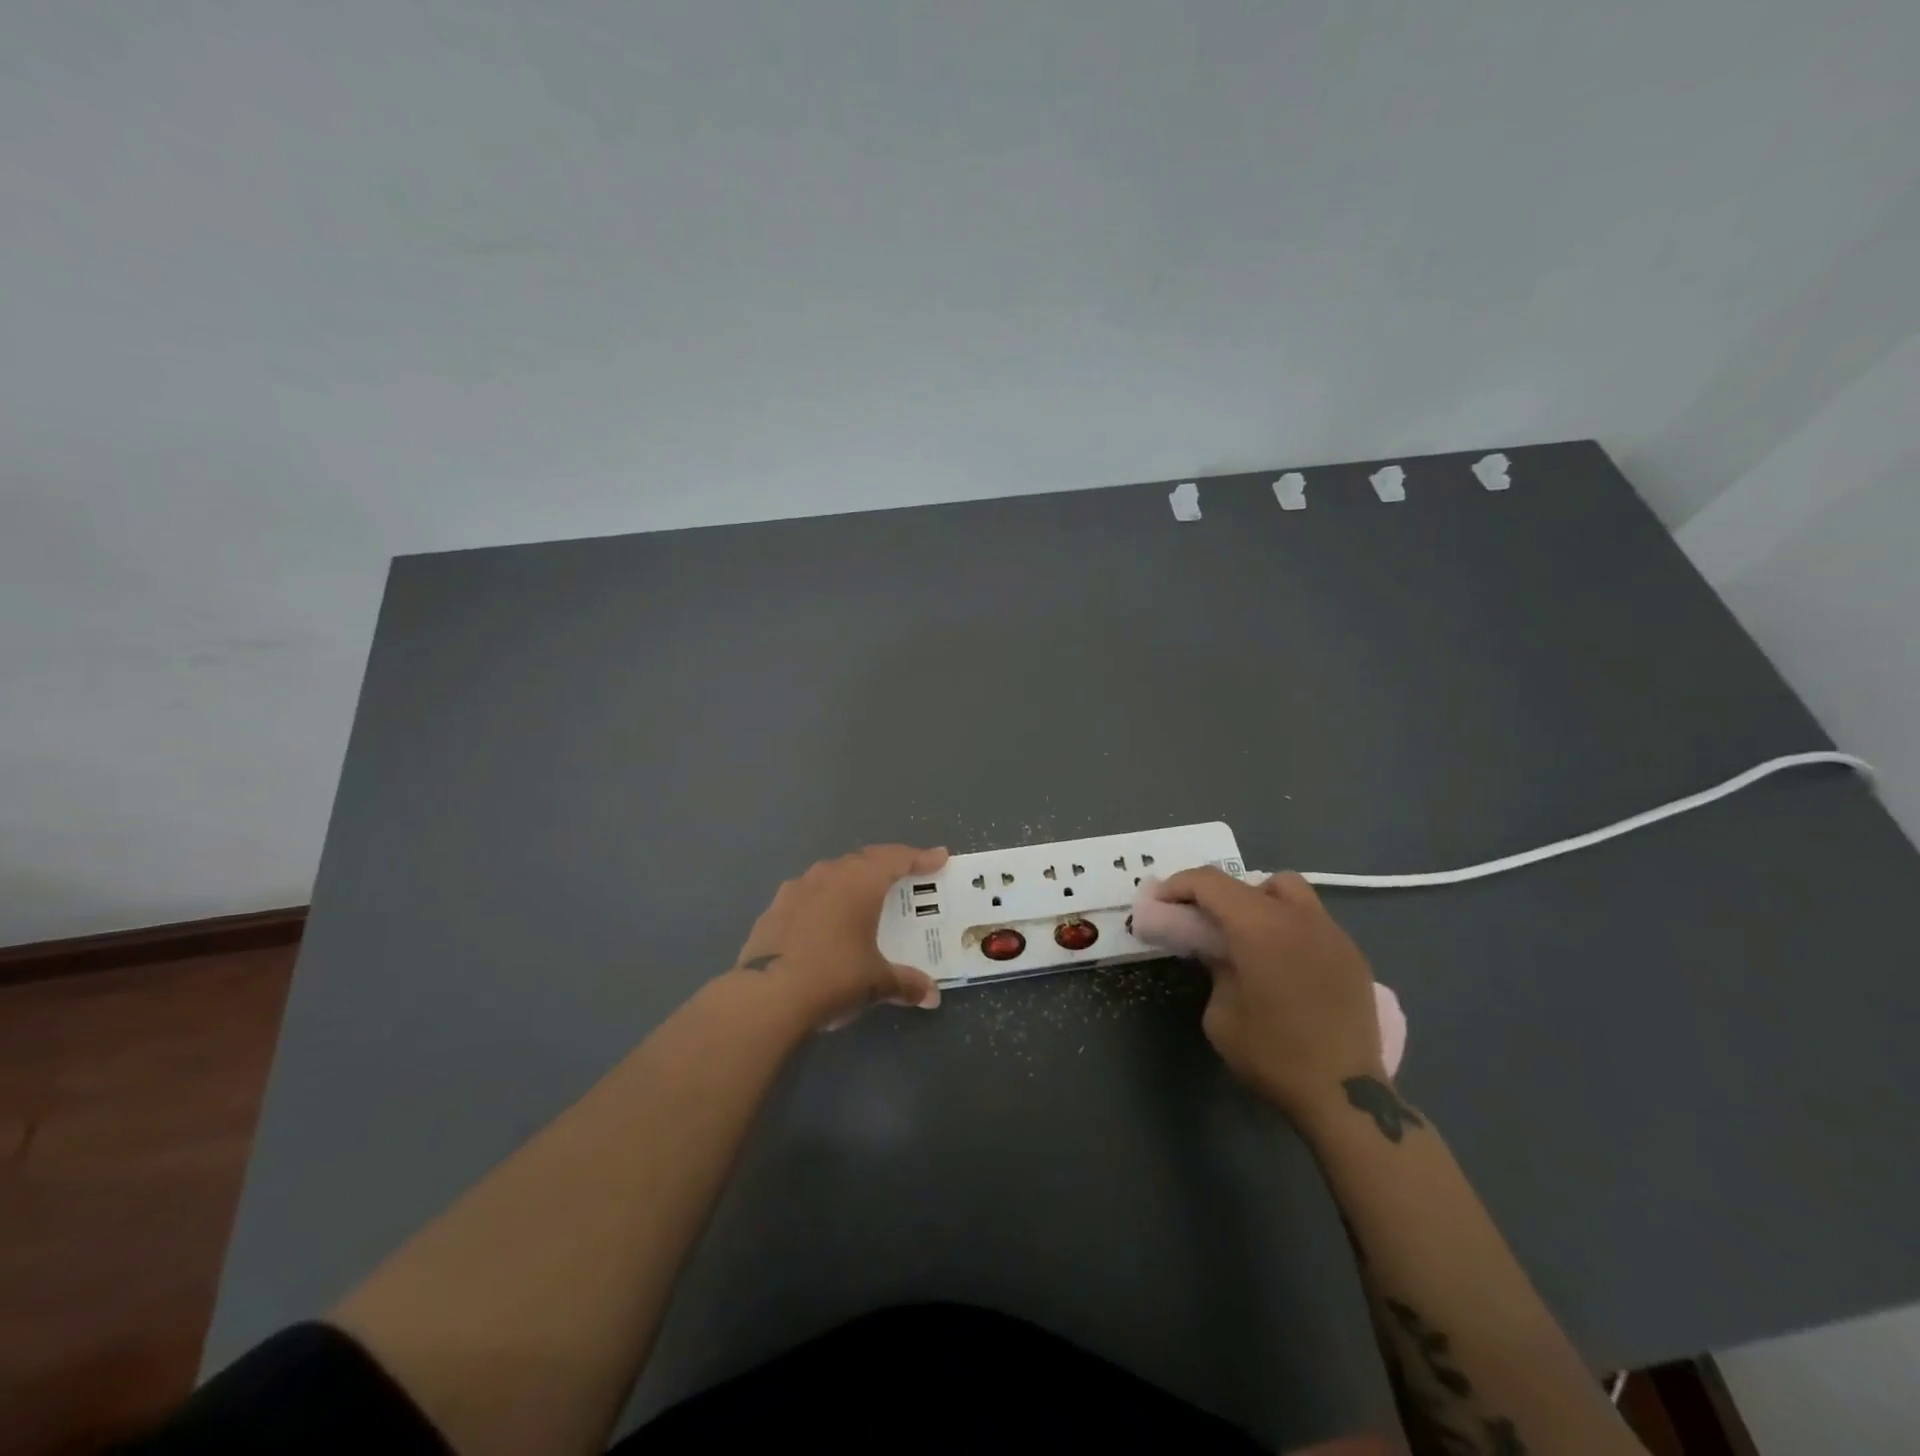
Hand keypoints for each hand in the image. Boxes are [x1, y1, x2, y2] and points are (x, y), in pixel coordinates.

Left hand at [733, 844, 948, 1029]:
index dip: (921, 857)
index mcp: (860, 882)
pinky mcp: (773, 909)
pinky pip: (808, 894)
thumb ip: (906, 983)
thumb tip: (931, 996)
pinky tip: (824, 922)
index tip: (939, 857)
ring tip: (863, 897)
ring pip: (832, 873)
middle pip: (864, 860)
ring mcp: (795, 889)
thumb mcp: (877, 982)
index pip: (897, 858)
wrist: (766, 996)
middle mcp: (828, 875)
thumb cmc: (834, 976)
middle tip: (905, 875)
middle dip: (887, 865)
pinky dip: (824, 901)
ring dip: (851, 880)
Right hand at [1157, 867, 1385, 1121]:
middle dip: (1220, 894)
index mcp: (1259, 926)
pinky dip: (1290, 926)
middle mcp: (1298, 917)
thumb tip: (1218, 950)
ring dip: (1262, 902)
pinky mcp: (1353, 955)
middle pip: (1251, 881)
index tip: (1161, 902)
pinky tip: (1285, 962)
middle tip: (1205, 922)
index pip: (1210, 882)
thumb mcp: (1220, 1013)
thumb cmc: (1271, 1054)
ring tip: (1251, 936)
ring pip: (1290, 891)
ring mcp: (1332, 933)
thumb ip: (1215, 968)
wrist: (1345, 1095)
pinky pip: (1314, 921)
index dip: (1179, 885)